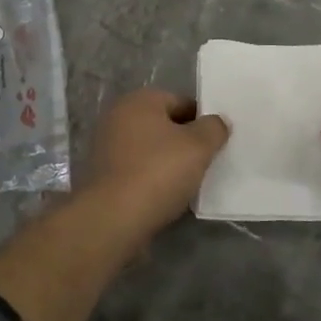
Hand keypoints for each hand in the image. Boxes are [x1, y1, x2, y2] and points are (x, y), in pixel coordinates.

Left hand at [80, 89, 229, 237]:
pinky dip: (151, 179)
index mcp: (139, 101)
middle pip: (164, 126)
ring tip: (187, 184)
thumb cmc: (158, 172)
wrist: (112, 219)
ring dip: (168, 163)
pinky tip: (165, 197)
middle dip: (185, 143)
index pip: (181, 102)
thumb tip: (218, 122)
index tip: (216, 144)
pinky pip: (137, 170)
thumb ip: (214, 128)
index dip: (202, 122)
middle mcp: (118, 116)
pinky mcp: (102, 175)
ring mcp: (106, 146)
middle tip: (205, 163)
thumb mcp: (198, 146)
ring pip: (150, 150)